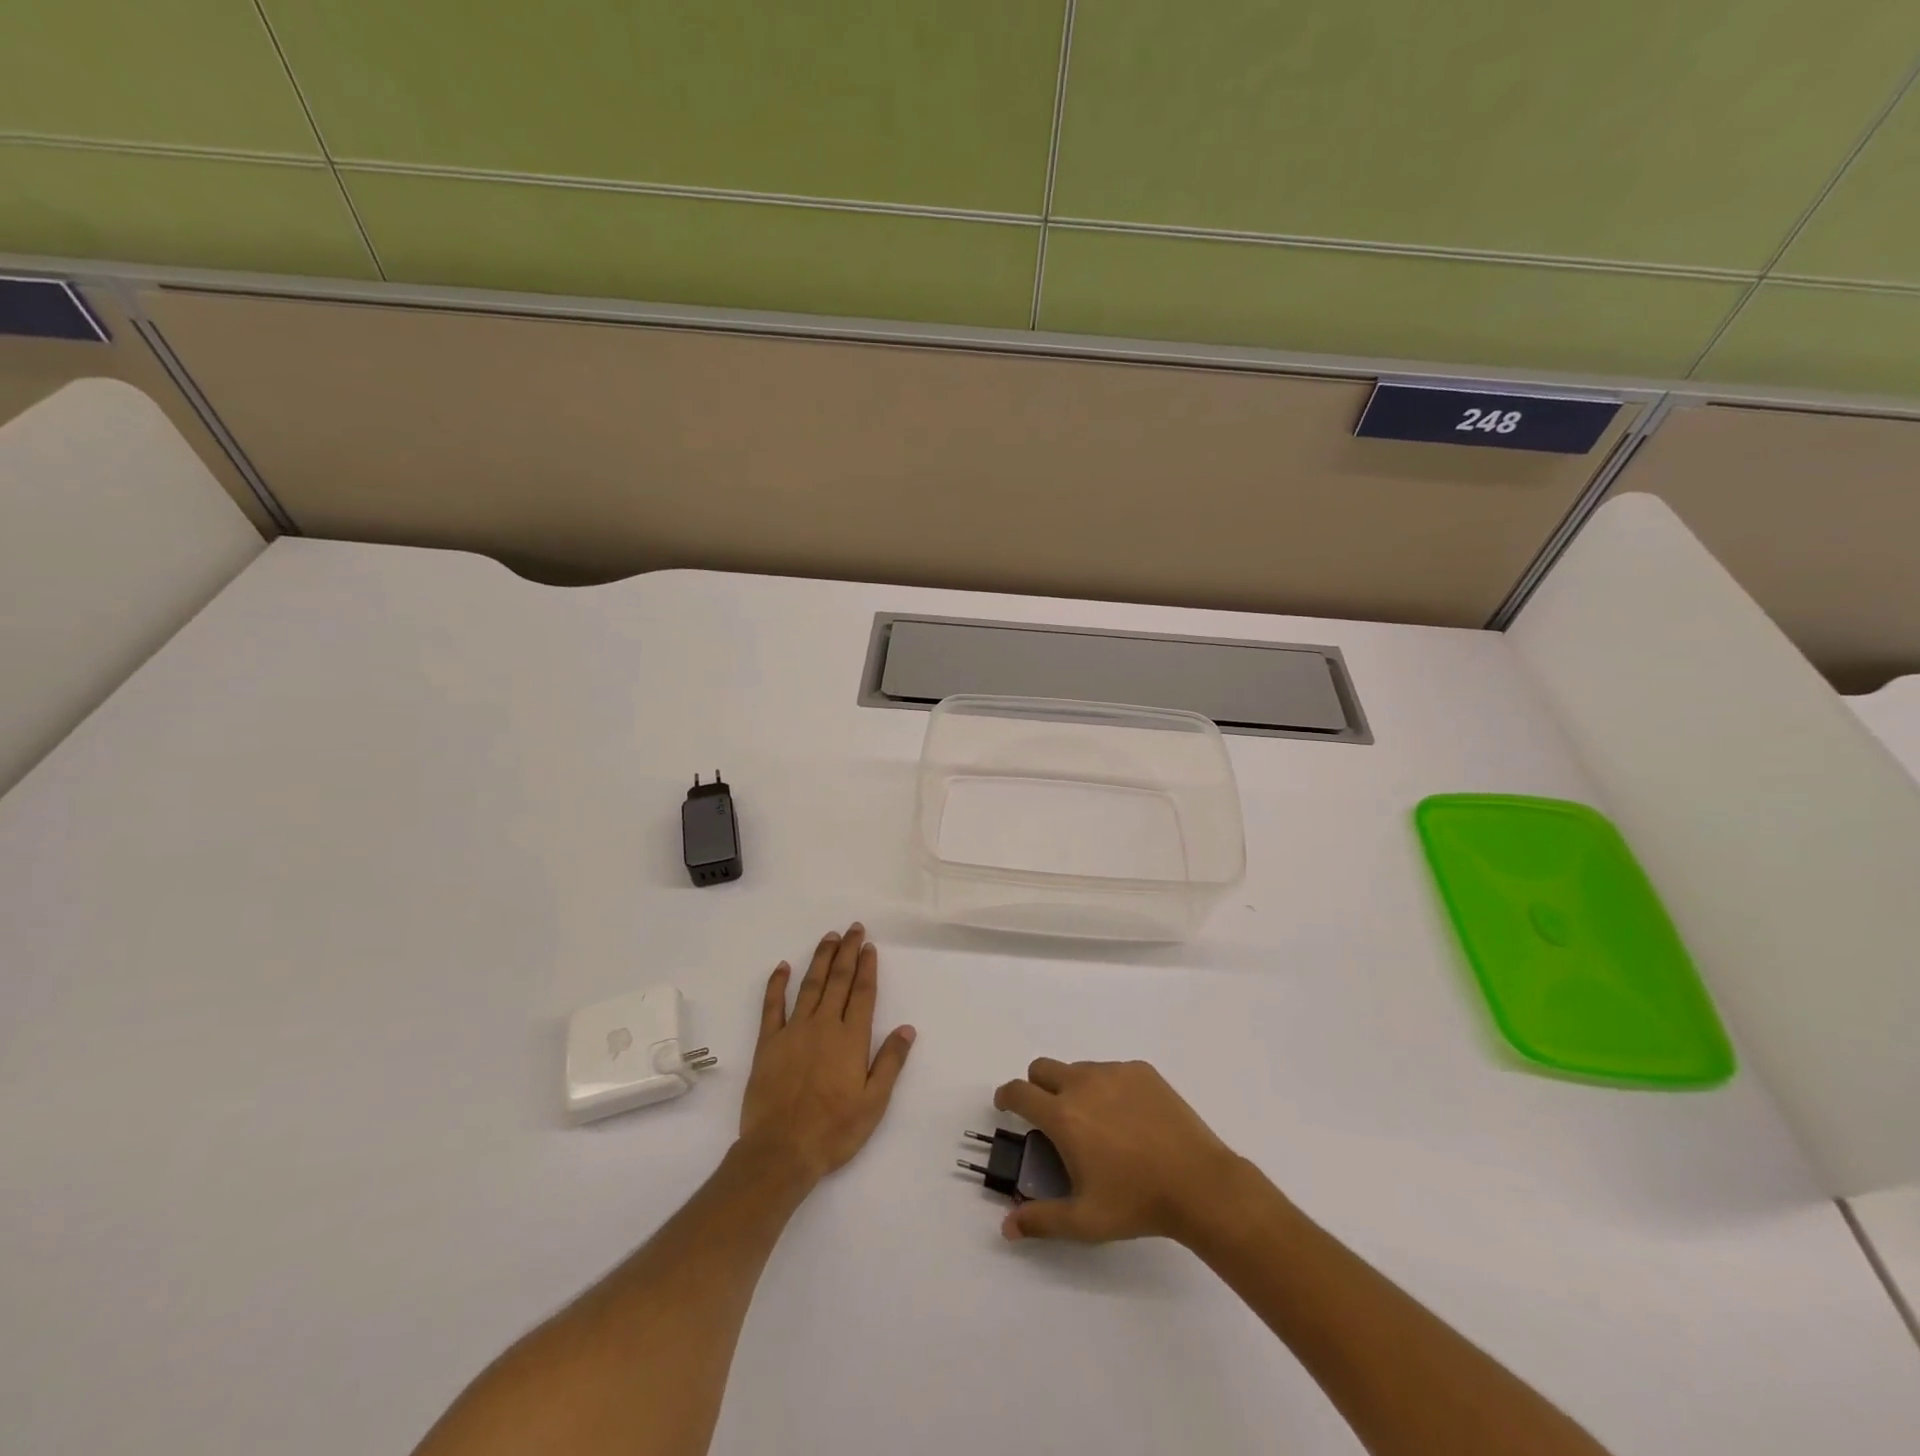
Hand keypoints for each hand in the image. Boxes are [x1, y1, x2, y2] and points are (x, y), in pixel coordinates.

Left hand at [737, 923, 915, 1187]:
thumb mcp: (874, 1102)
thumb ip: (890, 1062)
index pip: (863, 993)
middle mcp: (824, 1025)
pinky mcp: (768, 1043)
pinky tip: (782, 966)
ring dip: (821, 959)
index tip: (870, 946)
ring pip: (810, 985)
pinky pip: (772, 1006)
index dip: (867, 967)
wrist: (782, 1150)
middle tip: (853, 928)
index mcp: (851, 1039)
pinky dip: (777, 984)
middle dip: (848, 952)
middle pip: (838, 980)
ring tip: (829, 938)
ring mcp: (794, 1031)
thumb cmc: (834, 1130)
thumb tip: (907, 1029)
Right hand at [993, 1058, 1246, 1244]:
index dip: (1006, 1096)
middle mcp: (1083, 1083)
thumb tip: (1007, 1227)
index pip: (1019, 1092)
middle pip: (1042, 1068)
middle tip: (1051, 1116)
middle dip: (1037, 1087)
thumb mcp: (1085, 1221)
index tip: (1007, 1105)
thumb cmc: (1136, 1202)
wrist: (1199, 1183)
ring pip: (1079, 1069)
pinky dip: (1108, 1088)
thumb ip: (1041, 1220)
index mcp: (1063, 1115)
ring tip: (1097, 1124)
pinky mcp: (1141, 1070)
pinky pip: (1112, 1071)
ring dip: (1074, 1088)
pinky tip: (1129, 1119)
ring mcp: (1114, 1072)